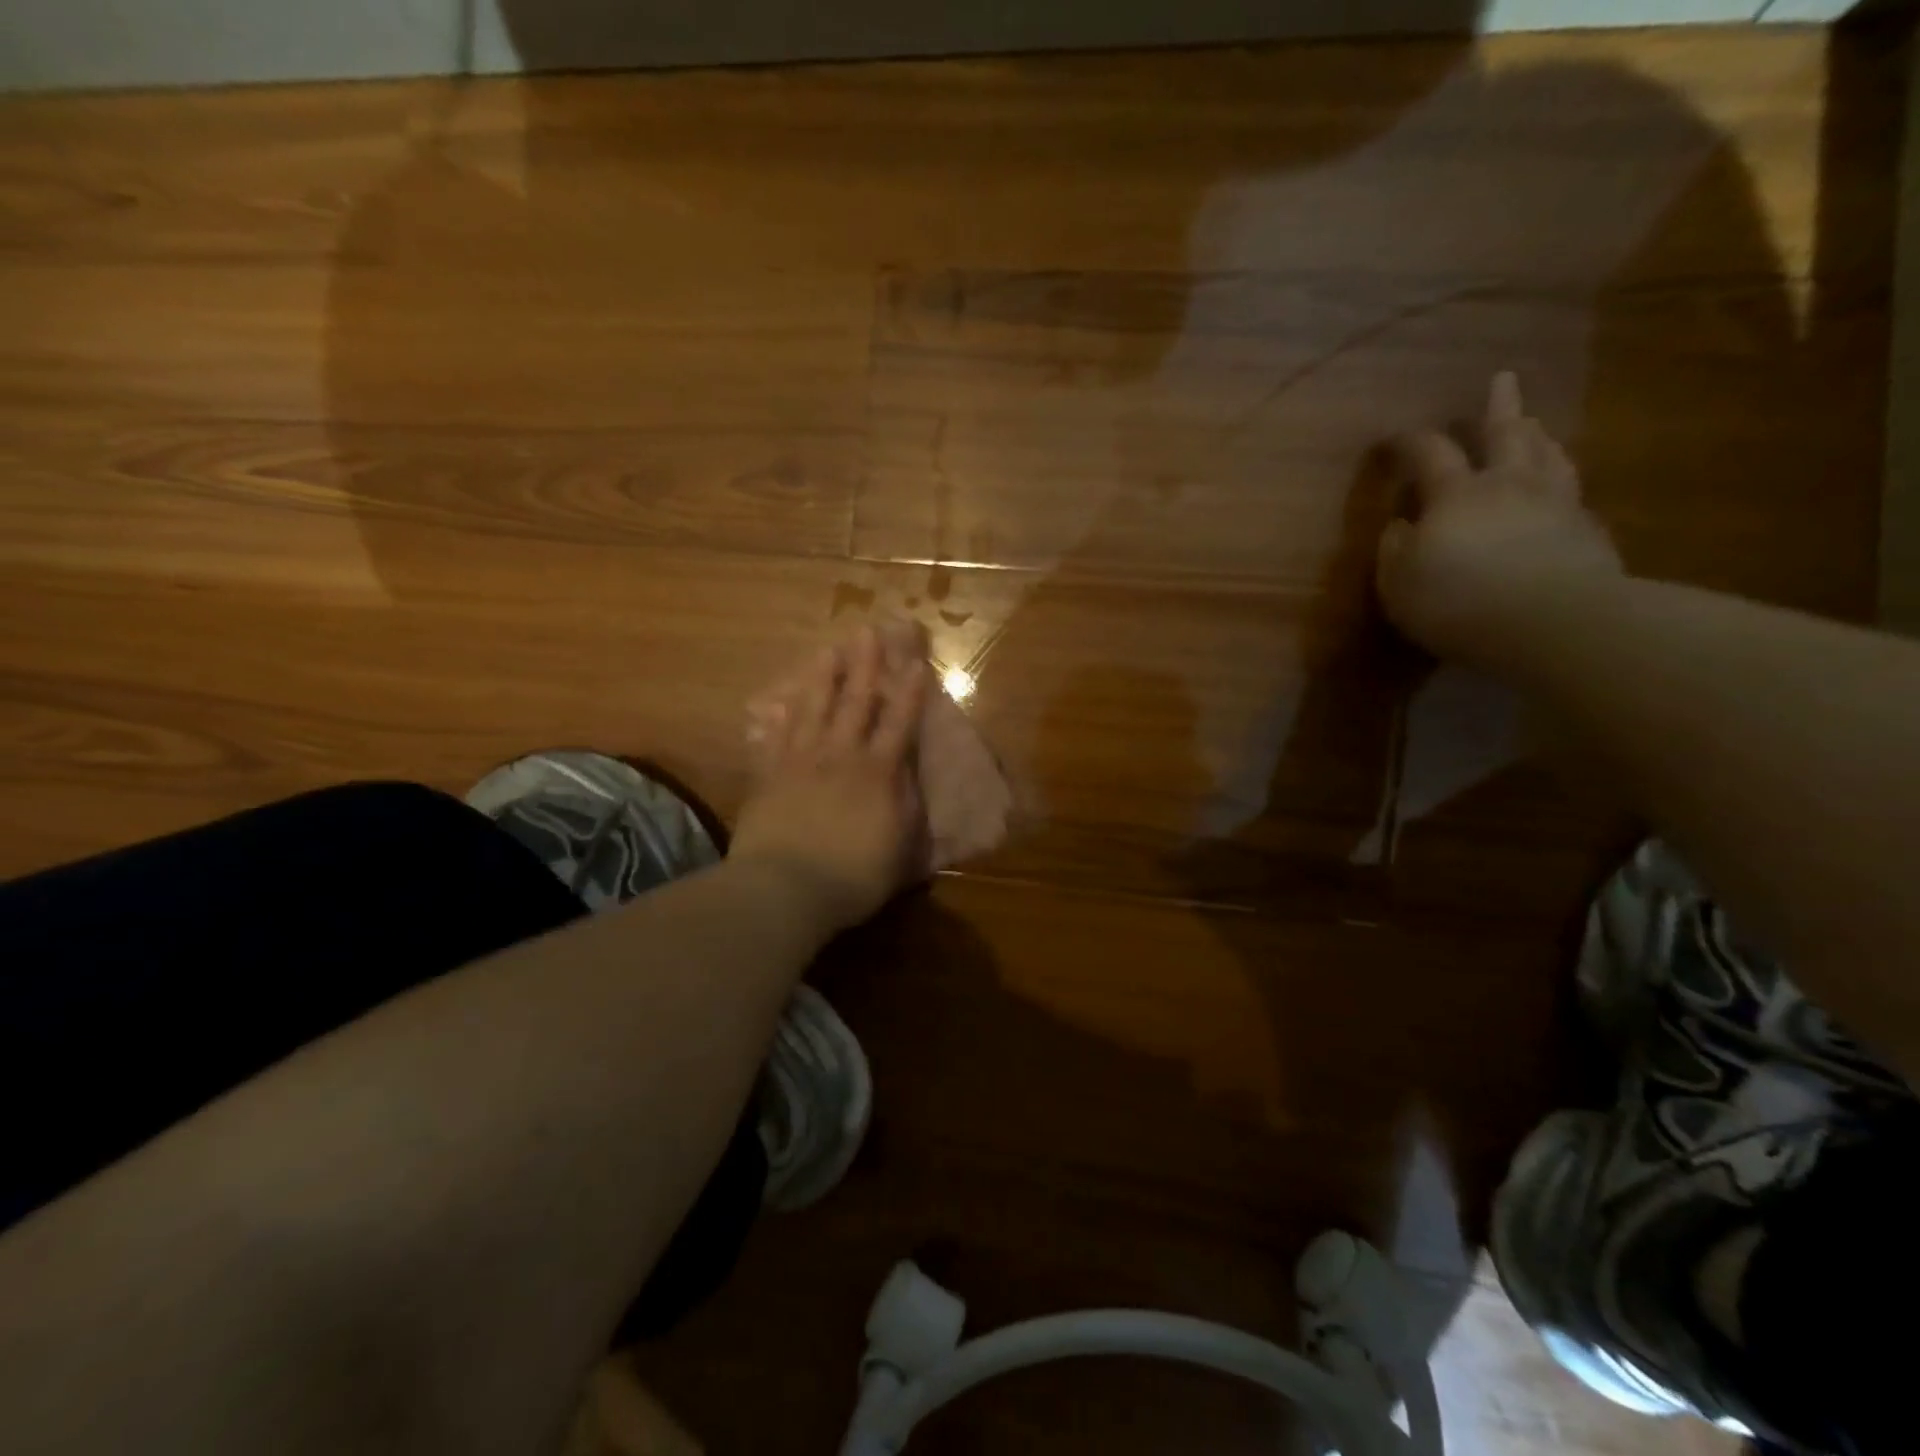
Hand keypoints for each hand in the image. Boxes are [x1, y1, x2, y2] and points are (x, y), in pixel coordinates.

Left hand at [731, 626, 930, 932]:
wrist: (785, 889)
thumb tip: (908, 772)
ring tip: (826, 650)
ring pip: (812, 709)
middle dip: (864, 666)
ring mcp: (800, 762)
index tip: (915, 661)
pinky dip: (777, 718)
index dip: (909, 692)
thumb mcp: (900, 847)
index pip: (899, 723)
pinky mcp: (768, 777)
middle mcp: (840, 756)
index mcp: (877, 773)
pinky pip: (774, 738)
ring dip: (821, 678)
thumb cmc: (853, 876)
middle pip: (855, 703)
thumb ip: (907, 805)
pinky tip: (776, 702)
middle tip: (867, 631)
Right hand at [1377, 372, 1622, 664]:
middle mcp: (1509, 486)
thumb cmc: (1457, 601)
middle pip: (1506, 435)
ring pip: (1548, 457)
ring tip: (1534, 426)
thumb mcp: (1399, 582)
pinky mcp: (1589, 533)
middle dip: (1499, 407)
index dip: (1411, 442)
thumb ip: (1394, 550)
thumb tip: (1399, 526)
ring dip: (1537, 437)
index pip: (1430, 454)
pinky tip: (1561, 492)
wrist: (1552, 623)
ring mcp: (1556, 505)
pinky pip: (1573, 495)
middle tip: (1502, 379)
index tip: (1395, 438)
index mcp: (1456, 494)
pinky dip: (1562, 484)